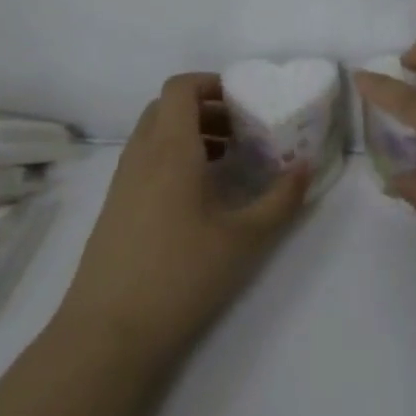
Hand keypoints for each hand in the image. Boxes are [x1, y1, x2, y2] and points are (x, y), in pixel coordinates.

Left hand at [57, 73, 308, 370]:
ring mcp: (122, 183)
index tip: (244, 99)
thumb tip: (306, 167)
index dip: (211, 82)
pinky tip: (201, 194)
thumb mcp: (245, 238)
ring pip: (153, 135)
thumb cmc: (182, 275)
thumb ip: (282, 199)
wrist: (109, 333)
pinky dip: (173, 158)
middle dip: (205, 108)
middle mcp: (140, 156)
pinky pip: (145, 161)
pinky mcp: (115, 208)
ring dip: (189, 133)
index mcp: (170, 150)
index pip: (179, 88)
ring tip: (229, 160)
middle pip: (166, 108)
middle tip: (242, 128)